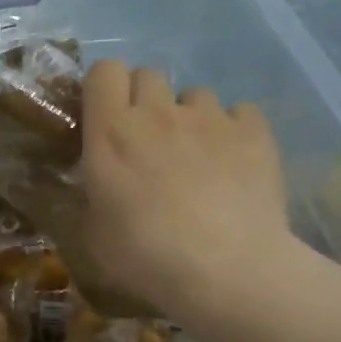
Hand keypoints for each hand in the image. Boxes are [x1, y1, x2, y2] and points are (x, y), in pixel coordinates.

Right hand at [77, 62, 296, 321]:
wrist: (226, 271)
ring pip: (195, 94)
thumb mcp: (91, 235)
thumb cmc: (145, 256)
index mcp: (111, 131)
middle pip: (148, 74)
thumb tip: (89, 183)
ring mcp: (210, 118)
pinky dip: (234, 130)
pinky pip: (240, 112)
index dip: (103, 88)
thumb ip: (86, 196)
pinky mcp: (254, 132)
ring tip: (196, 156)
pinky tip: (234, 161)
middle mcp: (158, 112)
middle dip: (144, 99)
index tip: (105, 116)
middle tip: (147, 140)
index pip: (103, 70)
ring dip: (189, 116)